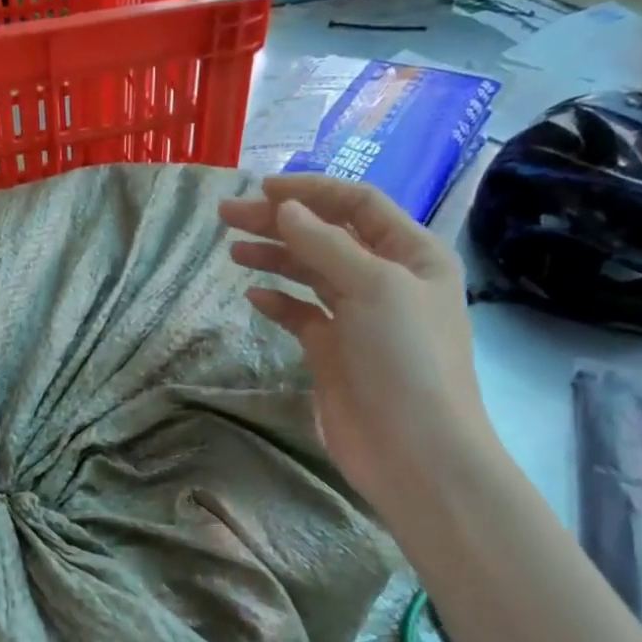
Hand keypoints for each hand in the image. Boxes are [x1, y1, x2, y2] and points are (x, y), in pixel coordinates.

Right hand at [220, 174, 493, 527]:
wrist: (414, 451)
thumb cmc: (404, 359)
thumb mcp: (373, 288)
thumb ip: (326, 244)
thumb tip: (284, 209)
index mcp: (412, 254)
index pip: (357, 205)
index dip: (310, 192)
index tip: (260, 190)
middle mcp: (386, 279)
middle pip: (327, 237)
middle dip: (279, 223)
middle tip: (227, 216)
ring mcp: (358, 318)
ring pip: (311, 274)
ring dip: (275, 258)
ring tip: (233, 250)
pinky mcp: (333, 353)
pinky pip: (302, 316)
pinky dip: (278, 302)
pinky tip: (253, 295)